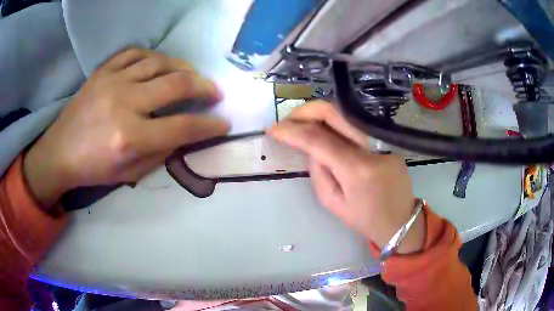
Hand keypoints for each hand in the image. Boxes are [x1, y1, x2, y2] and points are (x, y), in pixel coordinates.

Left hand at [24, 48, 229, 206]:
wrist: (60, 152)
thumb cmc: (94, 169)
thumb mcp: (131, 174)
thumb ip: (162, 152)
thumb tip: (186, 133)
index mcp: (130, 138)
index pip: (183, 126)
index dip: (210, 125)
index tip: (224, 123)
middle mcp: (124, 104)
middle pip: (177, 84)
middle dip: (205, 88)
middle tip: (214, 93)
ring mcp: (112, 81)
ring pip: (160, 62)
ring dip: (183, 68)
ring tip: (192, 76)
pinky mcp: (103, 71)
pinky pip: (135, 53)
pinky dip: (154, 57)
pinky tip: (160, 65)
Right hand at [269, 101, 424, 253]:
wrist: (401, 221)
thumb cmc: (365, 220)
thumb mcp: (333, 203)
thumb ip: (319, 172)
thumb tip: (312, 149)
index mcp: (356, 169)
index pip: (317, 138)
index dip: (291, 131)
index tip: (273, 130)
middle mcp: (371, 147)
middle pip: (333, 112)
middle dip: (304, 111)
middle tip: (288, 121)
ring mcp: (383, 140)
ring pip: (345, 113)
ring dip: (319, 114)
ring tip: (302, 124)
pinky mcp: (388, 140)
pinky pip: (356, 124)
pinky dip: (336, 123)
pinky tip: (326, 132)